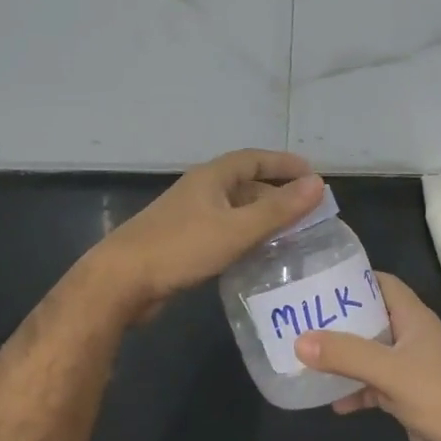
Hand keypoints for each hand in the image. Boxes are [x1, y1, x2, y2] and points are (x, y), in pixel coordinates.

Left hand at [91, 149, 323, 319]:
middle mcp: (200, 192)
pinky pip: (223, 232)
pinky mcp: (182, 243)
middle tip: (307, 212)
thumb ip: (277, 209)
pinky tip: (258, 256)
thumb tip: (318, 183)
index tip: (313, 175)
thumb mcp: (236, 228)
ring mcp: (188, 218)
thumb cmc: (181, 248)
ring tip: (291, 235)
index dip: (283, 163)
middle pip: (244, 185)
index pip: (253, 159)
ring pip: (234, 211)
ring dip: (261, 218)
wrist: (122, 281)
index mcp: (211, 178)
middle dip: (276, 194)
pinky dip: (244, 238)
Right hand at [295, 274, 440, 440]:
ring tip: (302, 355)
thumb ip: (347, 354)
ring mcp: (408, 369)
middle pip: (368, 318)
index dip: (352, 278)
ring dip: (340, 356)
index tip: (315, 281)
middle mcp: (410, 338)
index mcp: (413, 319)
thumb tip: (299, 341)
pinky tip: (329, 401)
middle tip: (297, 318)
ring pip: (367, 354)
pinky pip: (371, 386)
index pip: (381, 283)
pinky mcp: (405, 399)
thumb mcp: (392, 372)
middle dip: (336, 318)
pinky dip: (352, 391)